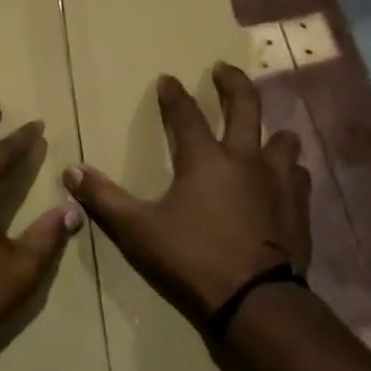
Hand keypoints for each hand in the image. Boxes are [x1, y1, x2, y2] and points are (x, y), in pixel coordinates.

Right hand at [64, 63, 311, 318]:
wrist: (257, 301)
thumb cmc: (193, 258)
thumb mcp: (138, 230)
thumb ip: (104, 198)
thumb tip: (71, 171)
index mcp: (205, 159)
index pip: (186, 114)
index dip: (174, 94)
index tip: (167, 78)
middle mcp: (245, 159)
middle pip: (246, 106)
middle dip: (233, 83)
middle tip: (223, 68)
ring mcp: (279, 182)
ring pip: (282, 140)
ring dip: (270, 132)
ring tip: (263, 132)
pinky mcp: (299, 208)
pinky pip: (299, 176)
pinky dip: (289, 171)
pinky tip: (284, 179)